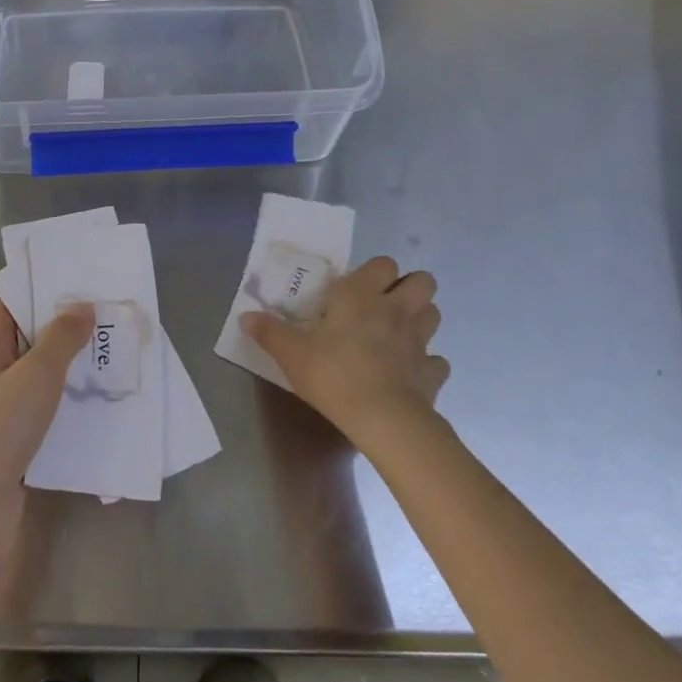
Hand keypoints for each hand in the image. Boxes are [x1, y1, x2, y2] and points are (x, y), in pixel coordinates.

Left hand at [0, 301, 90, 564]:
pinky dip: (71, 412)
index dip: (44, 293)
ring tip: (119, 359)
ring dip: (74, 374)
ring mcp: (1, 417)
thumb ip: (60, 339)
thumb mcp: (34, 375)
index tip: (86, 284)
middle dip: (69, 333)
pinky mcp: (15, 451)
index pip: (13, 307)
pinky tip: (104, 410)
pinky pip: (47, 420)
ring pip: (42, 384)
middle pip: (30, 344)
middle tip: (115, 320)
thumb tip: (81, 305)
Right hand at [242, 257, 448, 446]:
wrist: (382, 418)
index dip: (374, 273)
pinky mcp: (431, 372)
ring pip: (433, 313)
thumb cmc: (333, 374)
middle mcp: (396, 309)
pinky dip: (425, 364)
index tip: (355, 291)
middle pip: (423, 280)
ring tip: (396, 334)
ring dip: (419, 318)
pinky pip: (435, 361)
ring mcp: (419, 340)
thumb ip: (269, 332)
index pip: (382, 263)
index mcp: (362, 295)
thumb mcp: (291, 353)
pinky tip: (408, 373)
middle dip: (408, 288)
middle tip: (383, 306)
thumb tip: (245, 317)